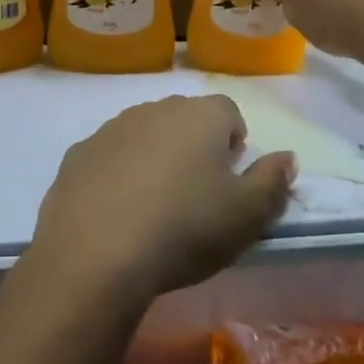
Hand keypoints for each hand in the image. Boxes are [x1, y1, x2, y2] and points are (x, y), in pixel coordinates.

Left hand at [22, 95, 295, 308]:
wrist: (96, 255)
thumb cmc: (185, 229)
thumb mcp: (247, 216)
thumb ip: (273, 182)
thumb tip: (286, 157)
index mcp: (200, 116)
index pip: (228, 111)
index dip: (234, 142)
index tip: (230, 178)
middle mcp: (154, 109)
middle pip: (184, 118)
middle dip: (194, 145)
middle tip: (196, 193)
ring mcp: (111, 128)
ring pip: (143, 133)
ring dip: (154, 156)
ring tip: (155, 204)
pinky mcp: (77, 154)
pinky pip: (108, 155)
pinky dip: (117, 173)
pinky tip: (116, 212)